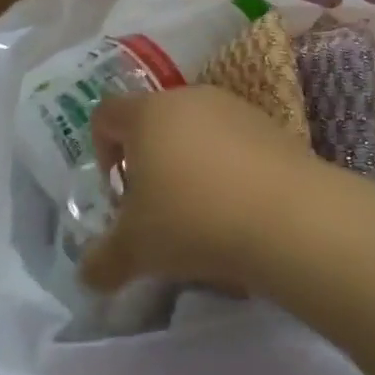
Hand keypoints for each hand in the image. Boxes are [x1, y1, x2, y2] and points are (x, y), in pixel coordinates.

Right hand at [79, 86, 318, 294]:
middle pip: (153, 122)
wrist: (287, 216)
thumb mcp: (136, 250)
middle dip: (148, 162)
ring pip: (196, 131)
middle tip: (156, 208)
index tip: (117, 192)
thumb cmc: (193, 220)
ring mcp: (233, 107)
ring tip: (201, 213)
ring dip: (189, 165)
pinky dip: (227, 169)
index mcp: (147, 113)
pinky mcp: (269, 125)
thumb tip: (87, 276)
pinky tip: (238, 209)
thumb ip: (103, 262)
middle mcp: (188, 98)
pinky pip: (233, 143)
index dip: (101, 150)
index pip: (106, 114)